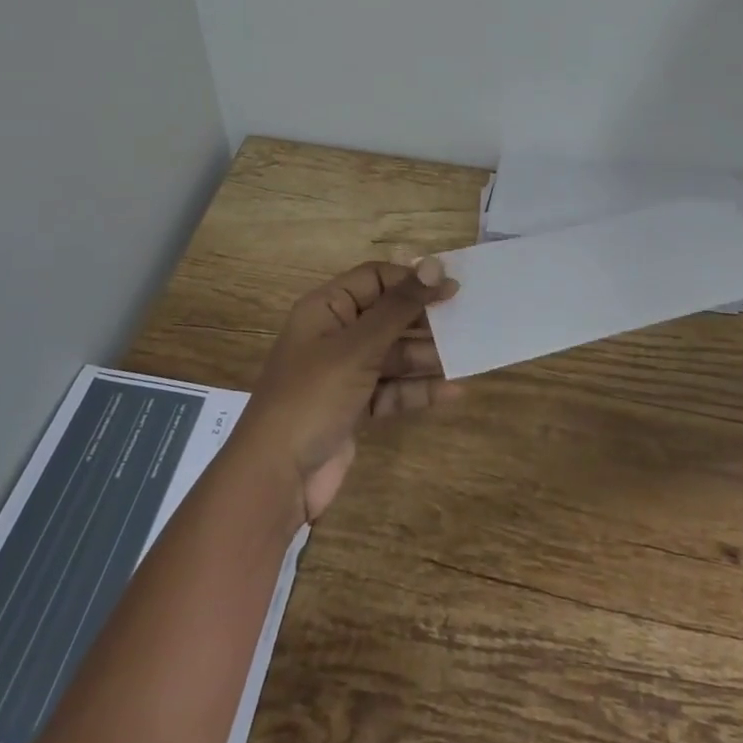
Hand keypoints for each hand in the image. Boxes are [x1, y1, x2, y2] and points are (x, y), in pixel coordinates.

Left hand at [239, 258, 459, 524]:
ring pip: (393, 354)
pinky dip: (417, 389)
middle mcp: (334, 335)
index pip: (375, 279)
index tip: (452, 288)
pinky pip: (392, 388)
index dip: (412, 280)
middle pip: (387, 316)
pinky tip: (453, 391)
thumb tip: (433, 265)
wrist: (275, 478)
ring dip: (426, 356)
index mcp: (326, 308)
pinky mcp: (354, 407)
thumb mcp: (357, 348)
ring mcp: (344, 373)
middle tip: (466, 321)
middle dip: (424, 320)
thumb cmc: (312, 397)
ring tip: (466, 355)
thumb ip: (399, 307)